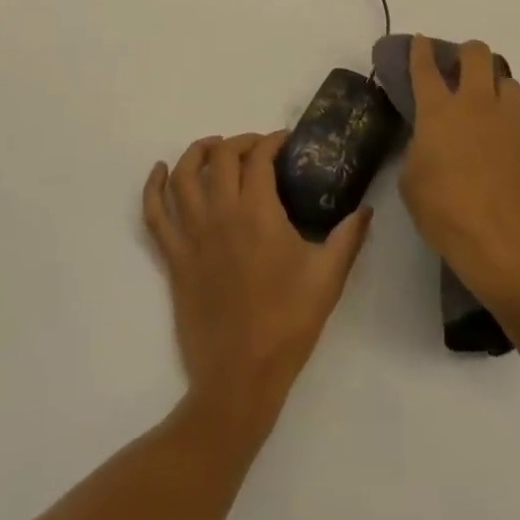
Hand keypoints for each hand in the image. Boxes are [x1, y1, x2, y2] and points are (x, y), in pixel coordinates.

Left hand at [143, 133, 371, 428]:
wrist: (239, 379)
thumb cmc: (287, 325)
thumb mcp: (328, 278)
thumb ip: (348, 237)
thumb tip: (367, 209)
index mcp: (258, 213)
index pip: (259, 157)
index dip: (272, 141)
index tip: (286, 142)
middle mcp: (221, 213)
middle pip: (221, 157)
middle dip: (240, 142)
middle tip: (257, 148)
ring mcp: (193, 235)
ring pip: (184, 176)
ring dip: (197, 153)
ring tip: (212, 148)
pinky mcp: (174, 258)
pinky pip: (154, 214)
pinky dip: (153, 187)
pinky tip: (159, 172)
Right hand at [399, 37, 519, 310]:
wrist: (504, 246)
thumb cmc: (446, 213)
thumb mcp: (412, 182)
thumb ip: (418, 151)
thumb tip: (429, 143)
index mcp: (440, 111)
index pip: (426, 68)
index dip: (421, 50)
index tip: (421, 41)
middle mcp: (478, 106)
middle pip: (478, 55)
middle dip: (468, 53)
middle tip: (461, 69)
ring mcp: (512, 124)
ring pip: (509, 83)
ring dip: (496, 88)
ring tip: (488, 109)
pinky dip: (513, 135)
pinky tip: (507, 158)